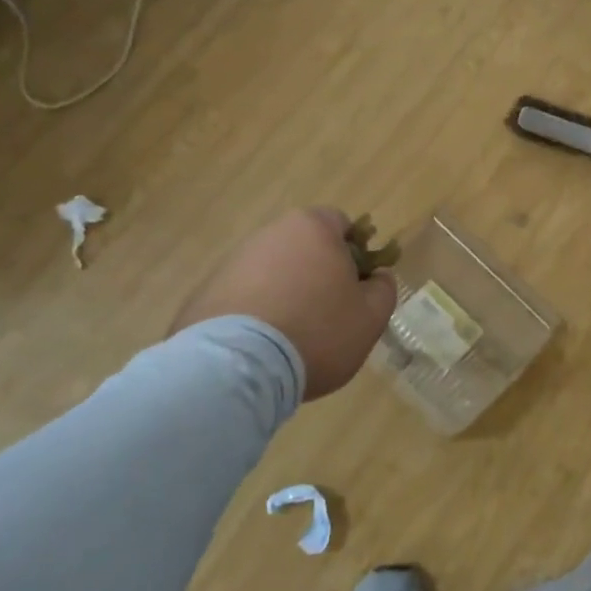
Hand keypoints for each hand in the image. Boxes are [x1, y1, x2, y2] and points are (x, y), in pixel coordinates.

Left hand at [171, 208, 396, 399]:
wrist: (238, 367)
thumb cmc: (317, 331)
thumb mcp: (371, 316)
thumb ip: (384, 289)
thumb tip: (377, 277)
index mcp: (312, 228)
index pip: (341, 224)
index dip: (356, 252)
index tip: (358, 285)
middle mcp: (270, 234)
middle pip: (305, 247)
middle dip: (319, 273)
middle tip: (331, 314)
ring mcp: (233, 262)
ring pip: (274, 272)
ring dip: (287, 293)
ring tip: (294, 337)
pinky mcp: (206, 292)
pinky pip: (245, 296)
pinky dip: (257, 313)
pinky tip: (263, 347)